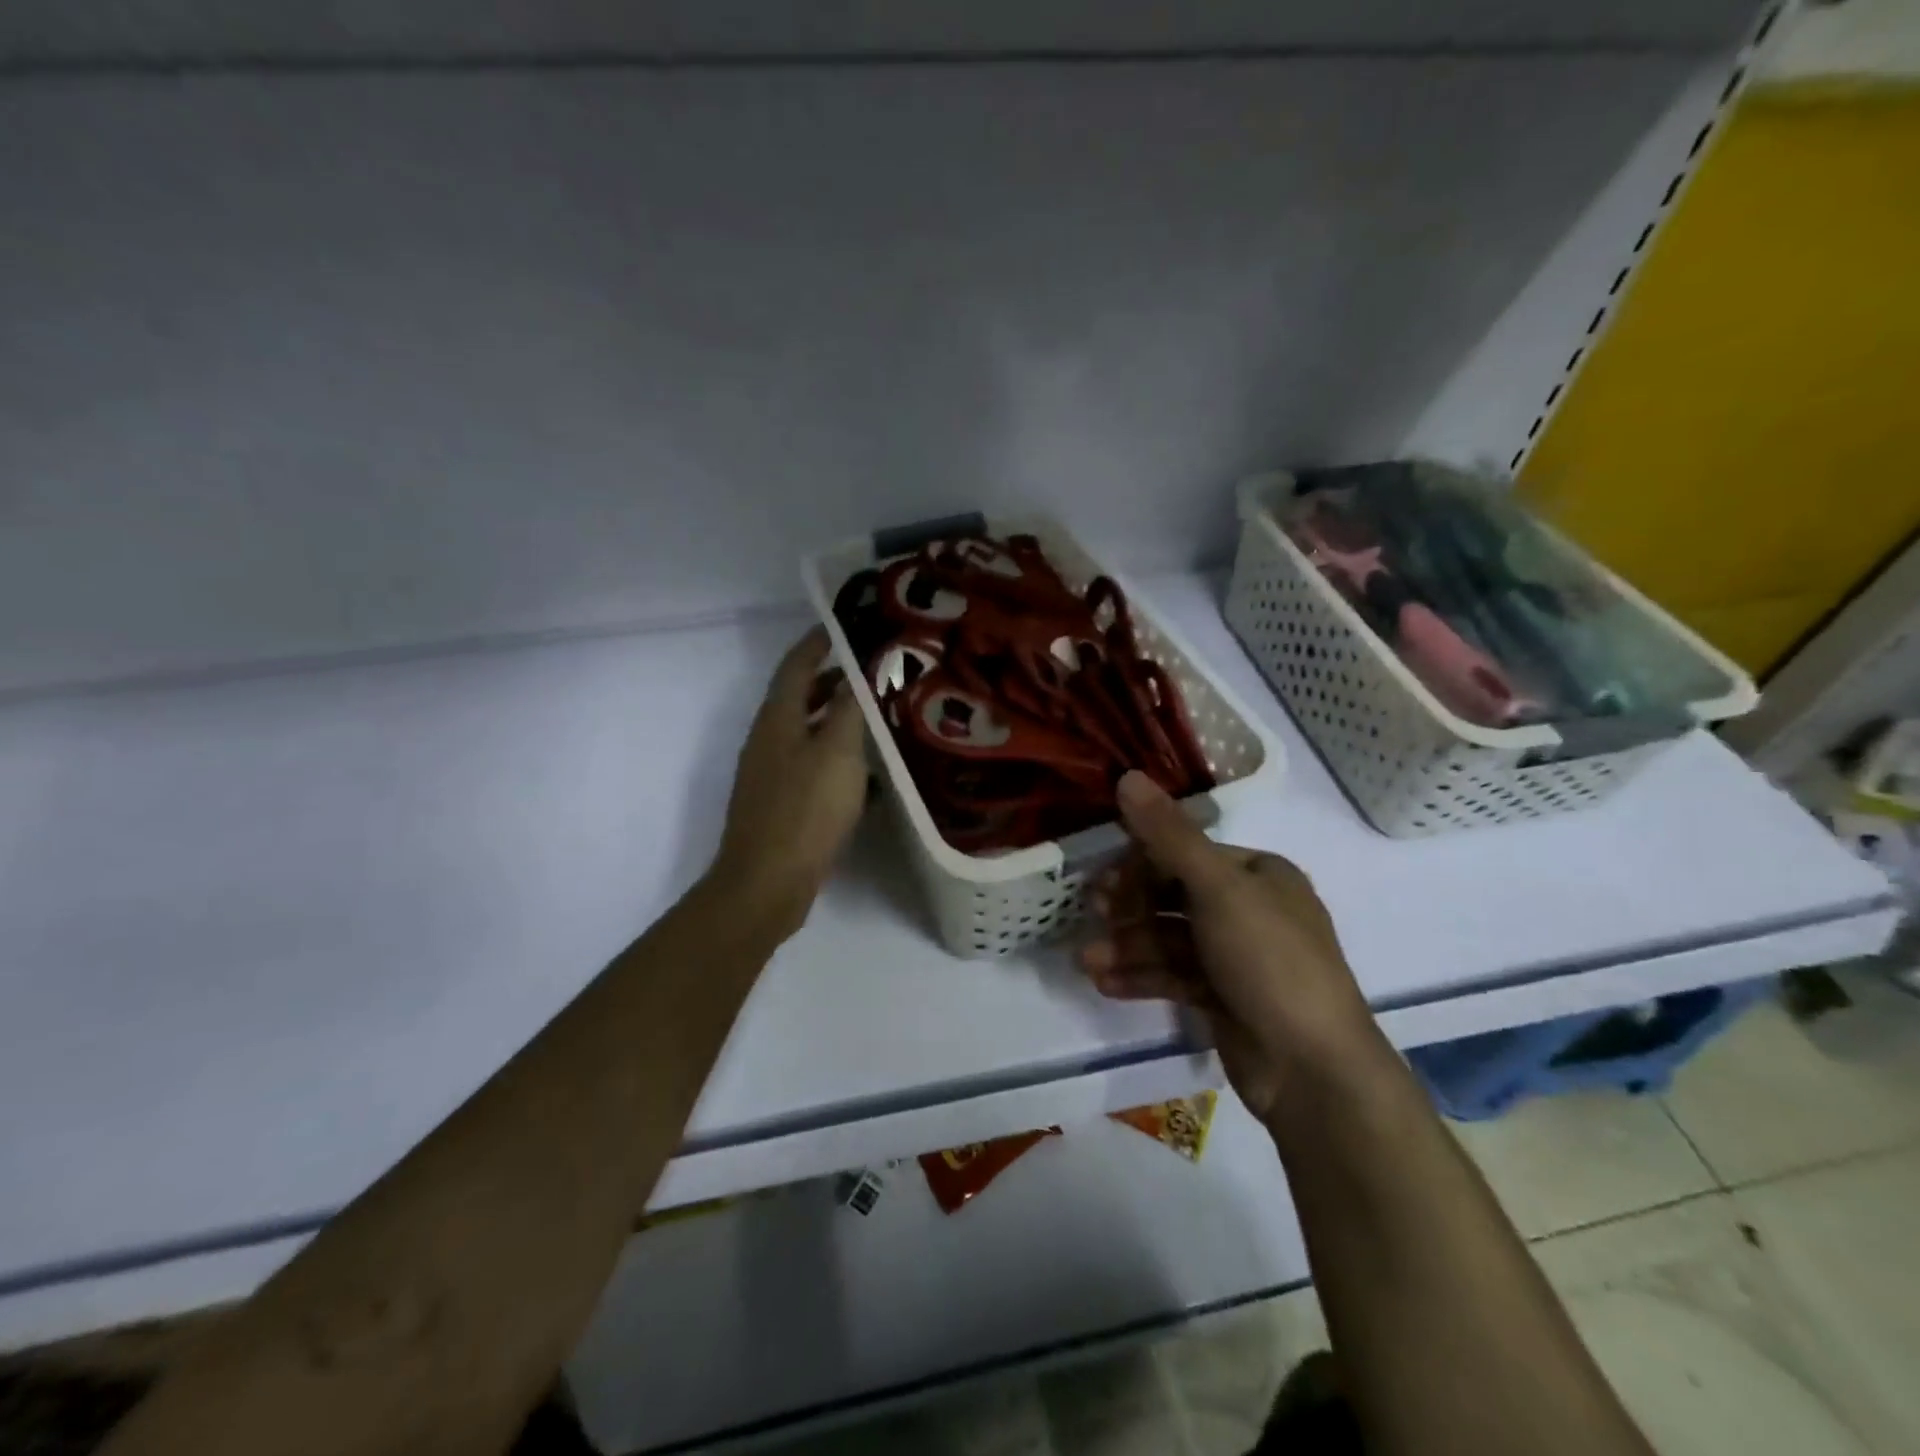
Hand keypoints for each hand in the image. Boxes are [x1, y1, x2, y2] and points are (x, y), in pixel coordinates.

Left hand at [711, 627, 869, 939]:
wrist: (767, 881)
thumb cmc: (806, 809)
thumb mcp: (838, 752)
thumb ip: (850, 708)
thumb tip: (858, 671)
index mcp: (777, 719)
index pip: (796, 666)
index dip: (817, 642)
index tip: (843, 625)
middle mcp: (768, 740)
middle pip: (798, 697)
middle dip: (831, 678)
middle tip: (870, 670)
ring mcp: (770, 773)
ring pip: (805, 730)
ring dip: (834, 716)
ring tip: (872, 713)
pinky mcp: (779, 802)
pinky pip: (808, 761)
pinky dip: (833, 751)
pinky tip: (861, 767)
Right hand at [1079, 772, 1388, 1121]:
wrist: (1313, 1071)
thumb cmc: (1269, 962)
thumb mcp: (1218, 889)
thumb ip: (1169, 835)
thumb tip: (1127, 776)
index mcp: (1258, 874)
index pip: (1186, 853)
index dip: (1141, 863)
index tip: (1103, 881)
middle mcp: (1249, 908)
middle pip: (1173, 895)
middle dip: (1129, 908)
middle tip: (1092, 915)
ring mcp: (1236, 956)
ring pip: (1169, 938)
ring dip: (1127, 947)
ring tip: (1088, 962)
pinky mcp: (1224, 997)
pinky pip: (1174, 974)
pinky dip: (1141, 977)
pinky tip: (1106, 984)